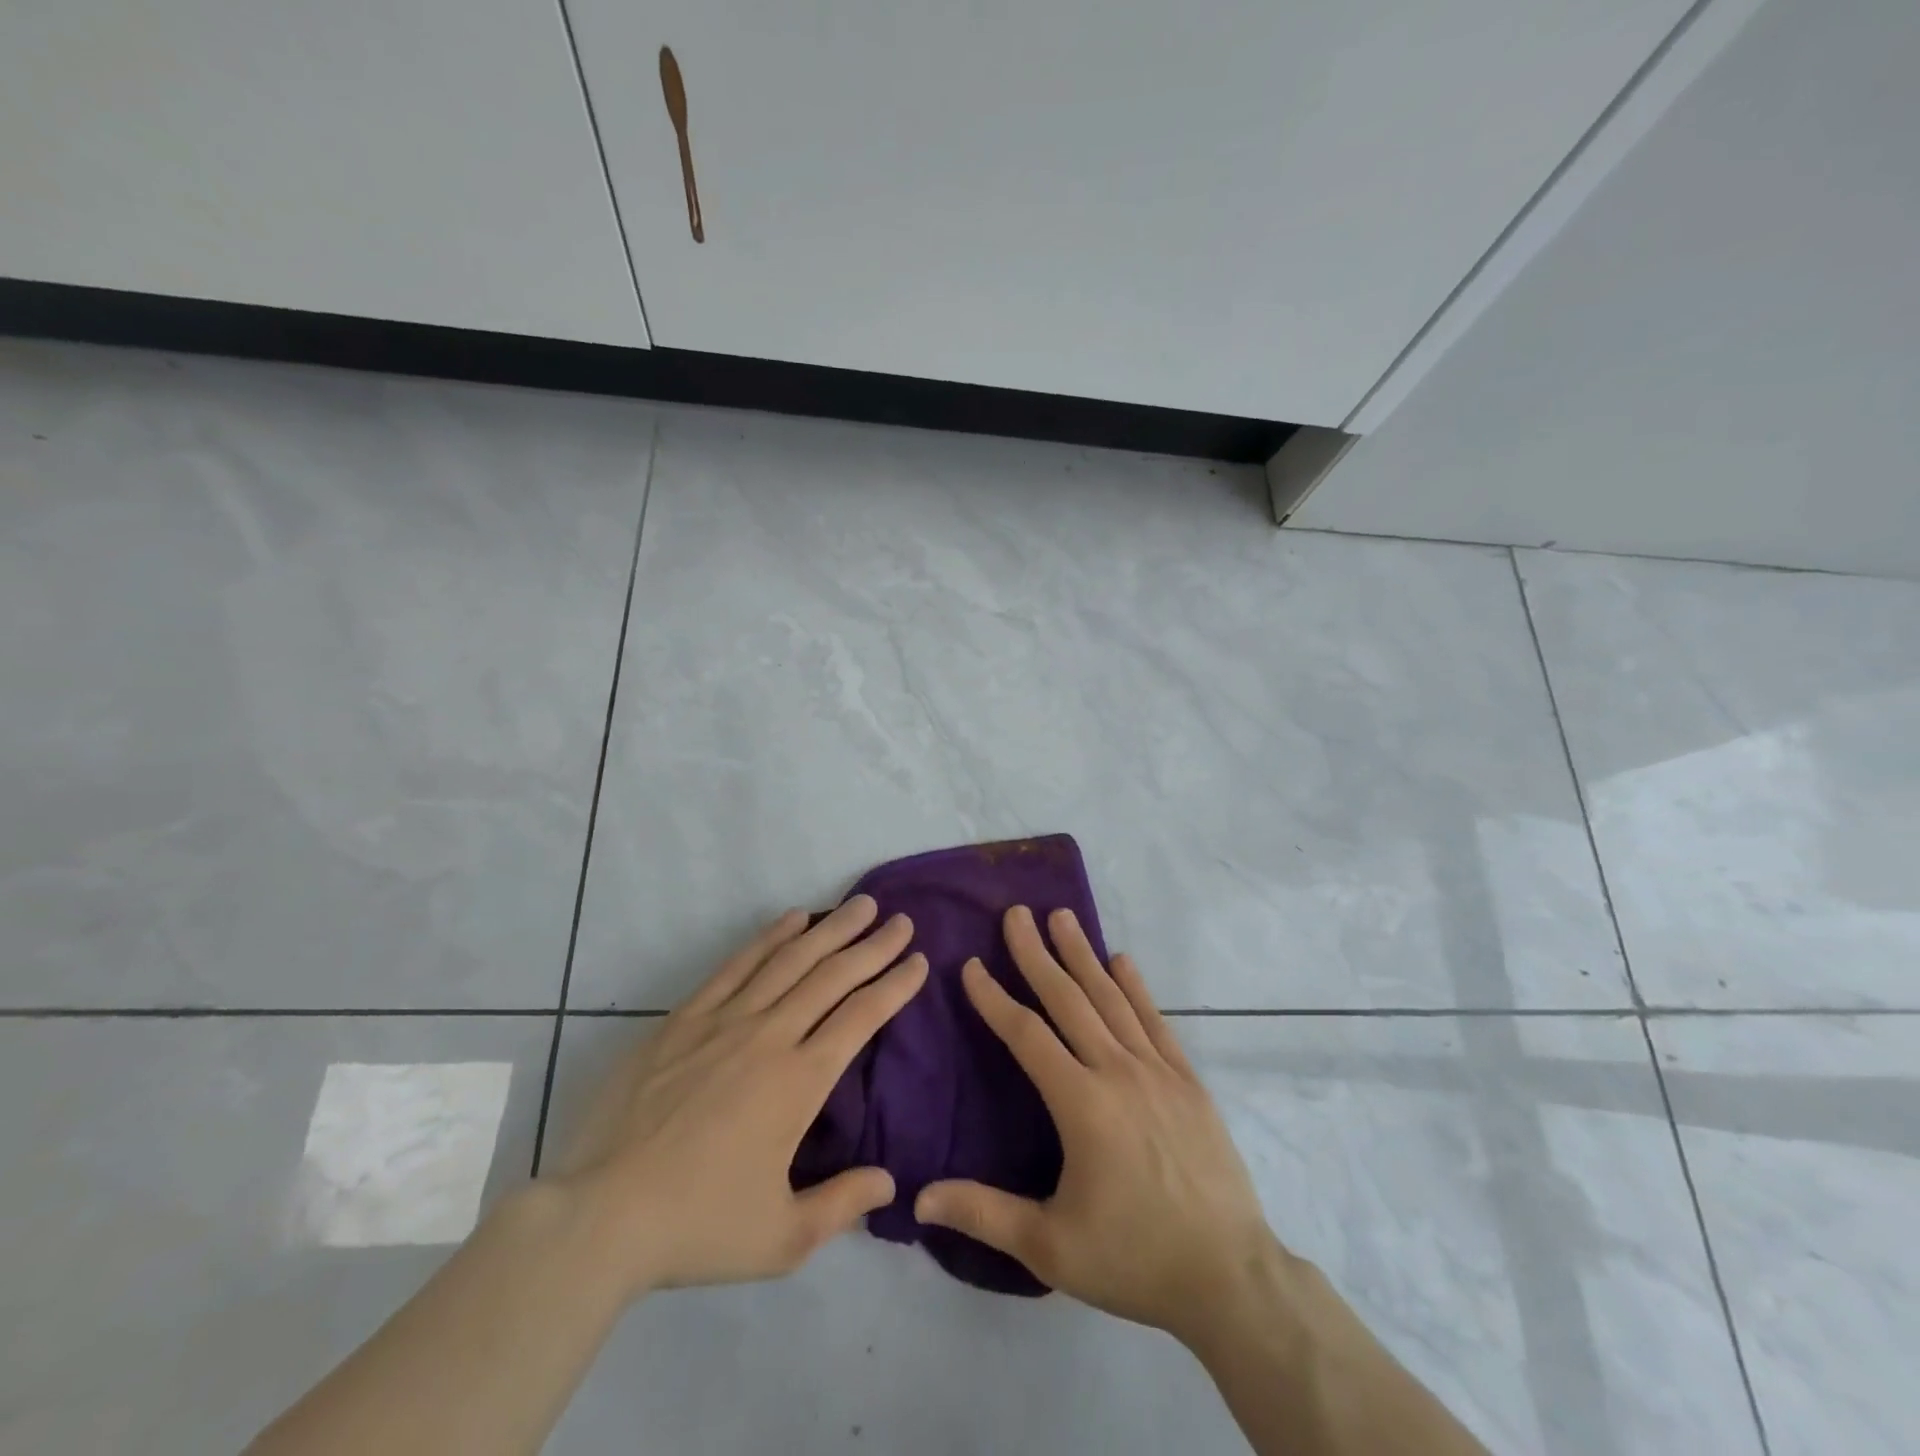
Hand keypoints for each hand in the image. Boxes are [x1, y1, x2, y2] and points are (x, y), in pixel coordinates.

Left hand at [551, 896, 927, 1296]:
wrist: (601, 1214)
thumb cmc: (697, 1224)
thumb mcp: (781, 1239)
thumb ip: (842, 1204)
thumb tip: (890, 1182)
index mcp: (800, 1081)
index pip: (862, 1016)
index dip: (895, 985)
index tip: (919, 960)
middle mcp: (770, 1036)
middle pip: (833, 976)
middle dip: (873, 946)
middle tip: (901, 921)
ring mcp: (725, 1020)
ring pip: (790, 960)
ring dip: (830, 929)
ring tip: (860, 905)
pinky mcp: (685, 1017)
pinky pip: (737, 965)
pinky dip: (769, 937)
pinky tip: (792, 918)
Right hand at [915, 906, 1280, 1344]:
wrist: (1230, 1277)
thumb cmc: (1135, 1259)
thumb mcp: (1051, 1247)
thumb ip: (984, 1214)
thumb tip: (920, 1198)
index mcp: (1082, 1105)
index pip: (1027, 1035)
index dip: (995, 998)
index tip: (972, 965)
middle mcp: (1118, 1072)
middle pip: (1069, 1000)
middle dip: (1037, 954)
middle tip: (1016, 913)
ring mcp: (1158, 1071)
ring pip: (1112, 999)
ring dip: (1083, 955)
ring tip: (1062, 917)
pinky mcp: (1188, 1081)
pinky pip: (1155, 1021)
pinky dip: (1136, 987)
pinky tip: (1122, 960)